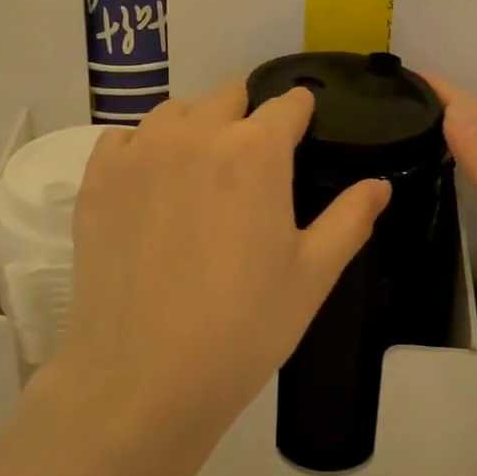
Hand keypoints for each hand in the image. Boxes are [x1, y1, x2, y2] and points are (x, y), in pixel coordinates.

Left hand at [52, 80, 390, 472]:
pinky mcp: (96, 177)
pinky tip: (151, 189)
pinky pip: (125, 139)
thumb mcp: (312, 276)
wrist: (142, 379)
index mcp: (256, 151)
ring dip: (196, 129)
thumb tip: (379, 184)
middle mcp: (195, 133)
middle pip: (229, 96)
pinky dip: (144, 150)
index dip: (300, 116)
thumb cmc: (243, 328)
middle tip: (251, 168)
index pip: (288, 104)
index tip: (302, 134)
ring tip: (199, 176)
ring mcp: (139, 152)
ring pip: (176, 112)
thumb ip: (350, 218)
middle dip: (247, 119)